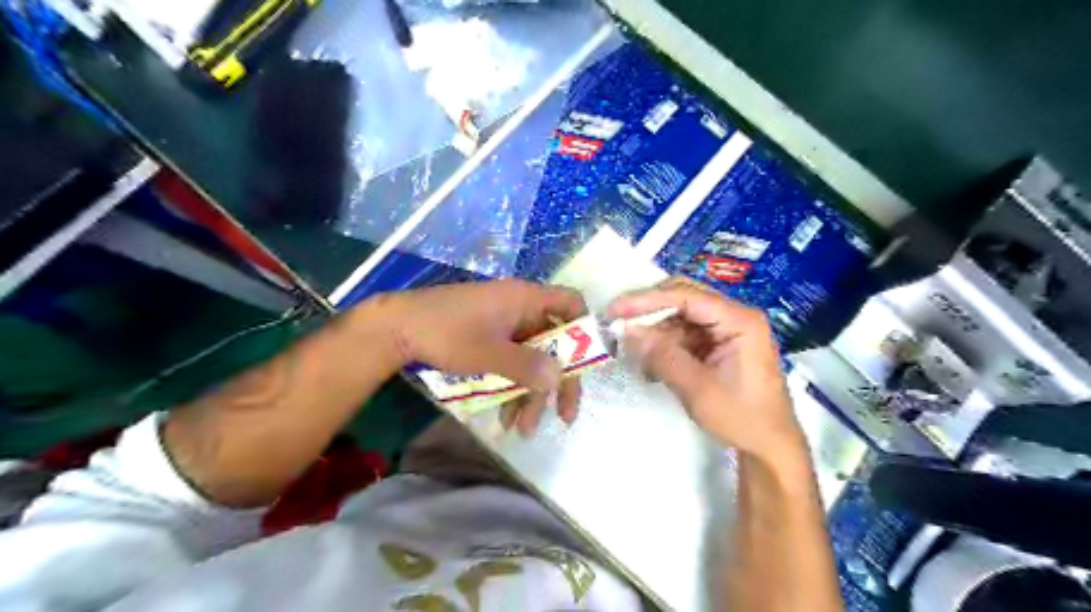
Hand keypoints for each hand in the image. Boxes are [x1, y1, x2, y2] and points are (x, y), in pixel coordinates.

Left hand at [374, 278, 582, 434]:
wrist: (396, 328)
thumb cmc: (447, 332)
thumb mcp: (489, 354)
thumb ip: (527, 366)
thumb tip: (560, 377)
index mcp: (525, 299)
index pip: (570, 304)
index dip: (584, 329)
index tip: (587, 364)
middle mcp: (520, 309)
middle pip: (553, 343)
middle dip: (556, 383)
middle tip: (563, 417)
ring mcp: (503, 325)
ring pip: (531, 359)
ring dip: (530, 393)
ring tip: (521, 429)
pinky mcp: (488, 338)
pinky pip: (511, 362)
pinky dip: (512, 387)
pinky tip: (504, 417)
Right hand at [610, 278, 804, 459]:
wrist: (770, 446)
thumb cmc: (741, 417)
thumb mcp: (697, 389)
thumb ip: (662, 356)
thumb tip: (627, 331)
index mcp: (739, 320)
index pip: (686, 296)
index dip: (647, 299)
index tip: (615, 310)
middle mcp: (735, 316)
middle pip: (684, 298)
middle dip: (649, 310)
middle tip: (616, 321)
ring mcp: (728, 329)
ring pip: (681, 316)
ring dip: (655, 331)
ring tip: (632, 350)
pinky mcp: (719, 343)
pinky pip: (685, 334)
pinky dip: (665, 345)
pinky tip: (651, 364)